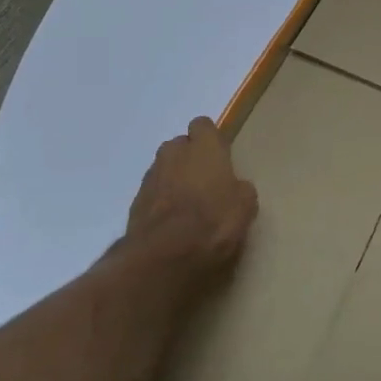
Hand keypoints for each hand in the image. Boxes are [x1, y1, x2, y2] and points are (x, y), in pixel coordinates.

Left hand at [125, 117, 258, 292]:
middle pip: (181, 145)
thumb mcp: (245, 207)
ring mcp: (151, 176)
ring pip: (165, 168)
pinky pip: (153, 192)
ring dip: (174, 180)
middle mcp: (174, 153)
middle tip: (206, 183)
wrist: (163, 255)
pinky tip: (172, 223)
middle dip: (190, 158)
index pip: (203, 125)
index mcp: (204, 147)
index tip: (220, 159)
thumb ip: (240, 189)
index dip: (211, 140)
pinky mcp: (135, 201)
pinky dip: (161, 202)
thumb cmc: (213, 222)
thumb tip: (236, 187)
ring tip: (188, 206)